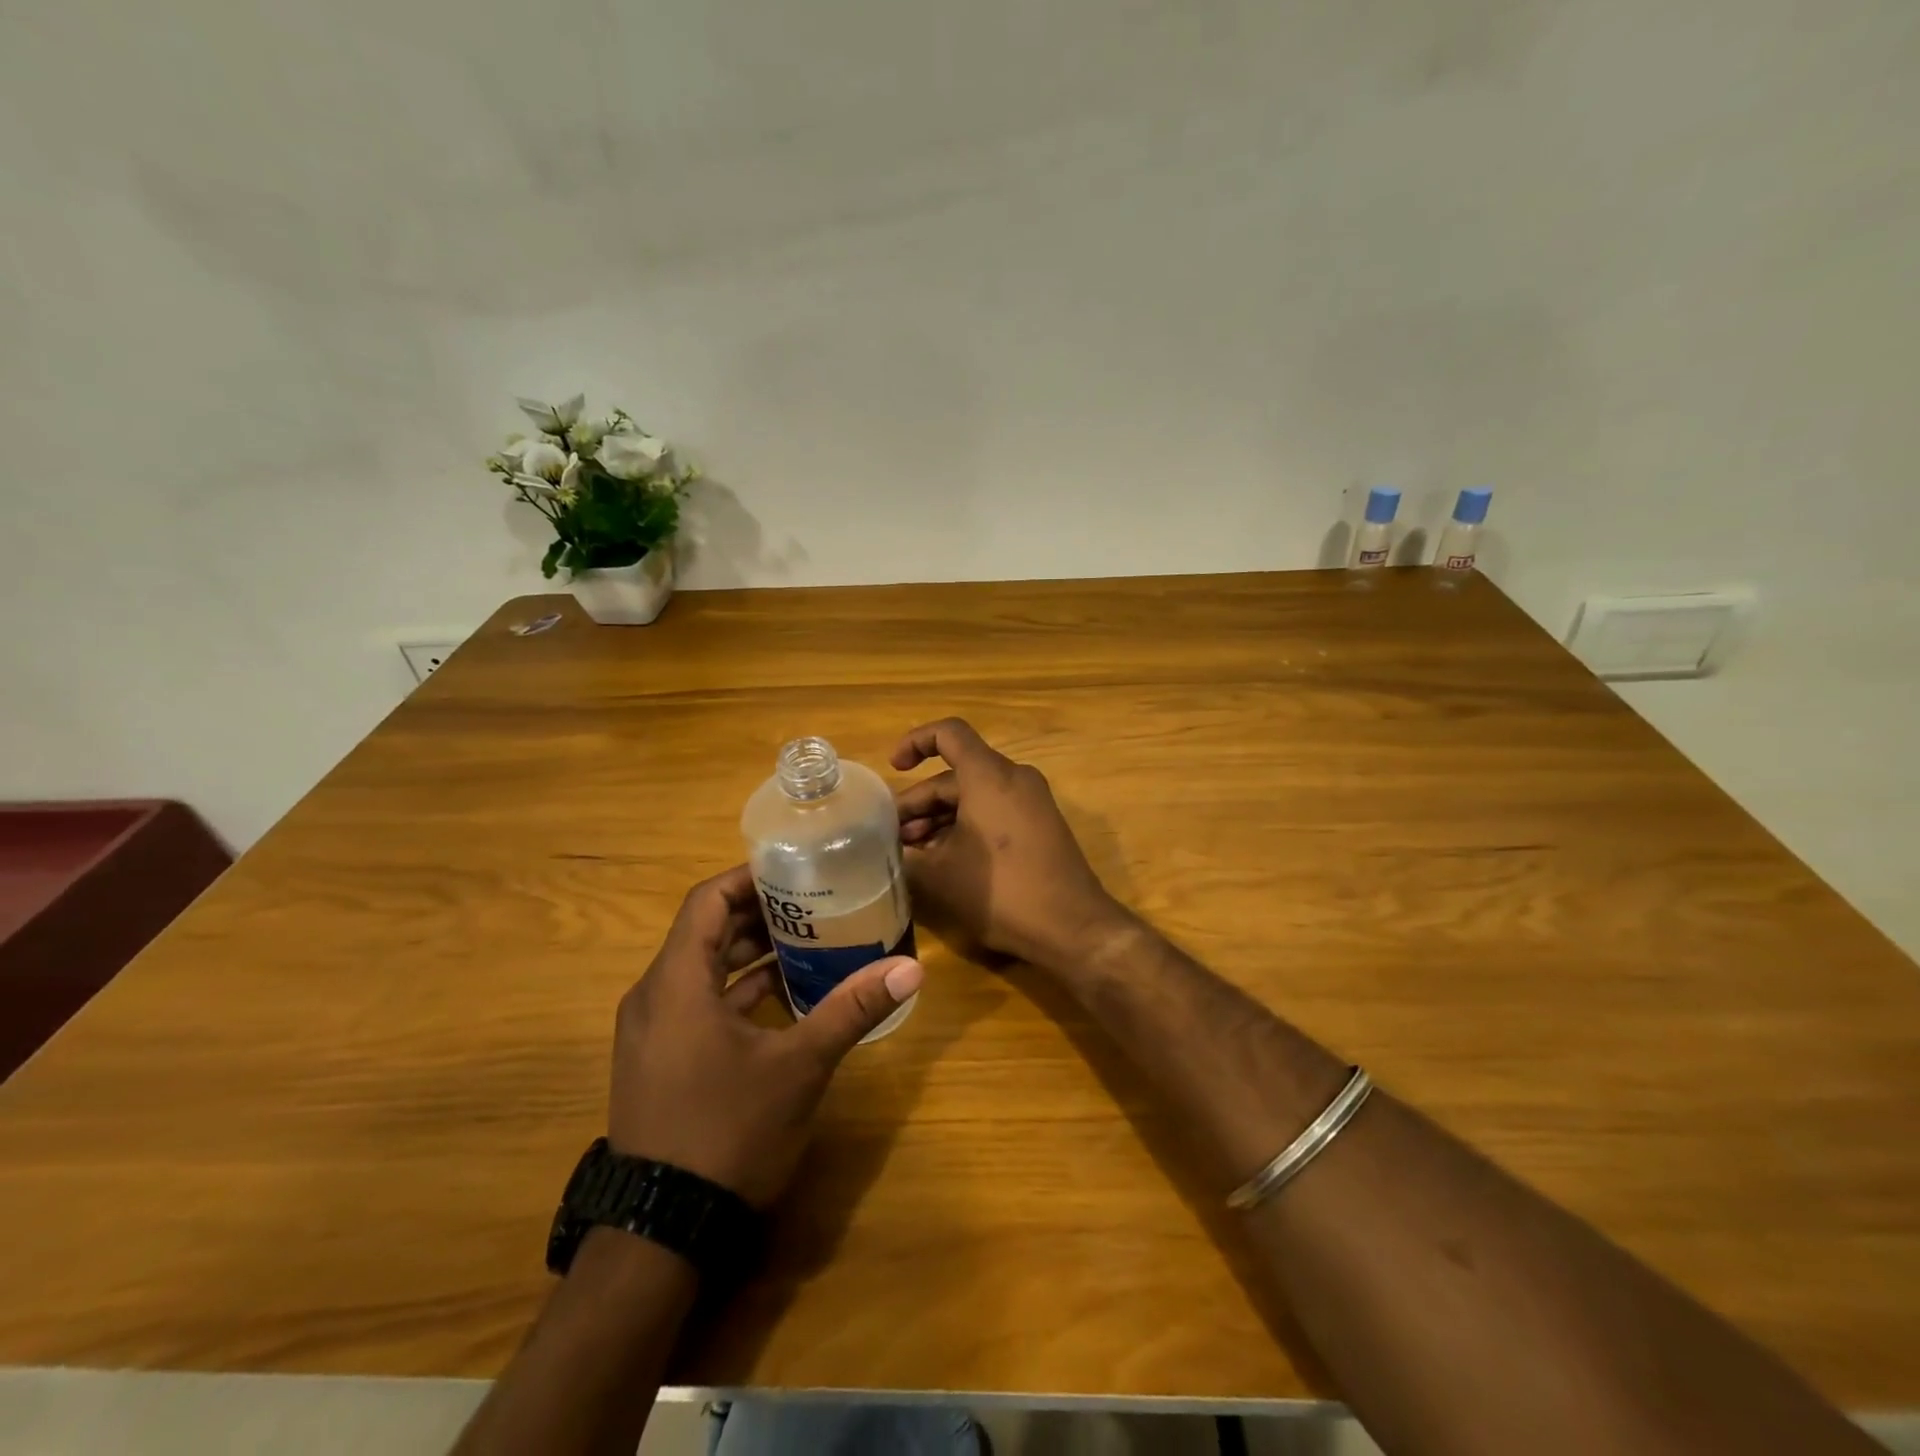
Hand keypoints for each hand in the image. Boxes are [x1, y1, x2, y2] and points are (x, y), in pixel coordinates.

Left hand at [608, 866, 922, 1207]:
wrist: (660, 1231)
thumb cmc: (728, 1132)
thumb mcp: (799, 1067)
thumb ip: (851, 1010)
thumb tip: (912, 969)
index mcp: (677, 983)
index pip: (706, 901)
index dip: (748, 878)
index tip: (794, 868)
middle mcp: (653, 996)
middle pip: (705, 931)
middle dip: (758, 914)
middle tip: (813, 901)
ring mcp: (650, 1031)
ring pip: (701, 968)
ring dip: (749, 953)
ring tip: (807, 940)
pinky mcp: (657, 1059)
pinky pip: (696, 1002)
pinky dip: (736, 991)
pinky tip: (782, 997)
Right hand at [892, 718, 1130, 972]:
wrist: (1072, 927)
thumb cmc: (1001, 892)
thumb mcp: (939, 877)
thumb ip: (906, 856)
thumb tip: (889, 849)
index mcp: (988, 776)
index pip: (948, 733)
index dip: (915, 742)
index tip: (894, 768)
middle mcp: (1014, 778)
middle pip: (957, 774)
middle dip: (921, 801)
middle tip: (894, 836)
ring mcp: (1032, 801)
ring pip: (975, 795)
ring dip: (941, 818)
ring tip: (915, 853)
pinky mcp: (1042, 825)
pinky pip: (996, 811)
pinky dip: (967, 826)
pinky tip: (947, 860)